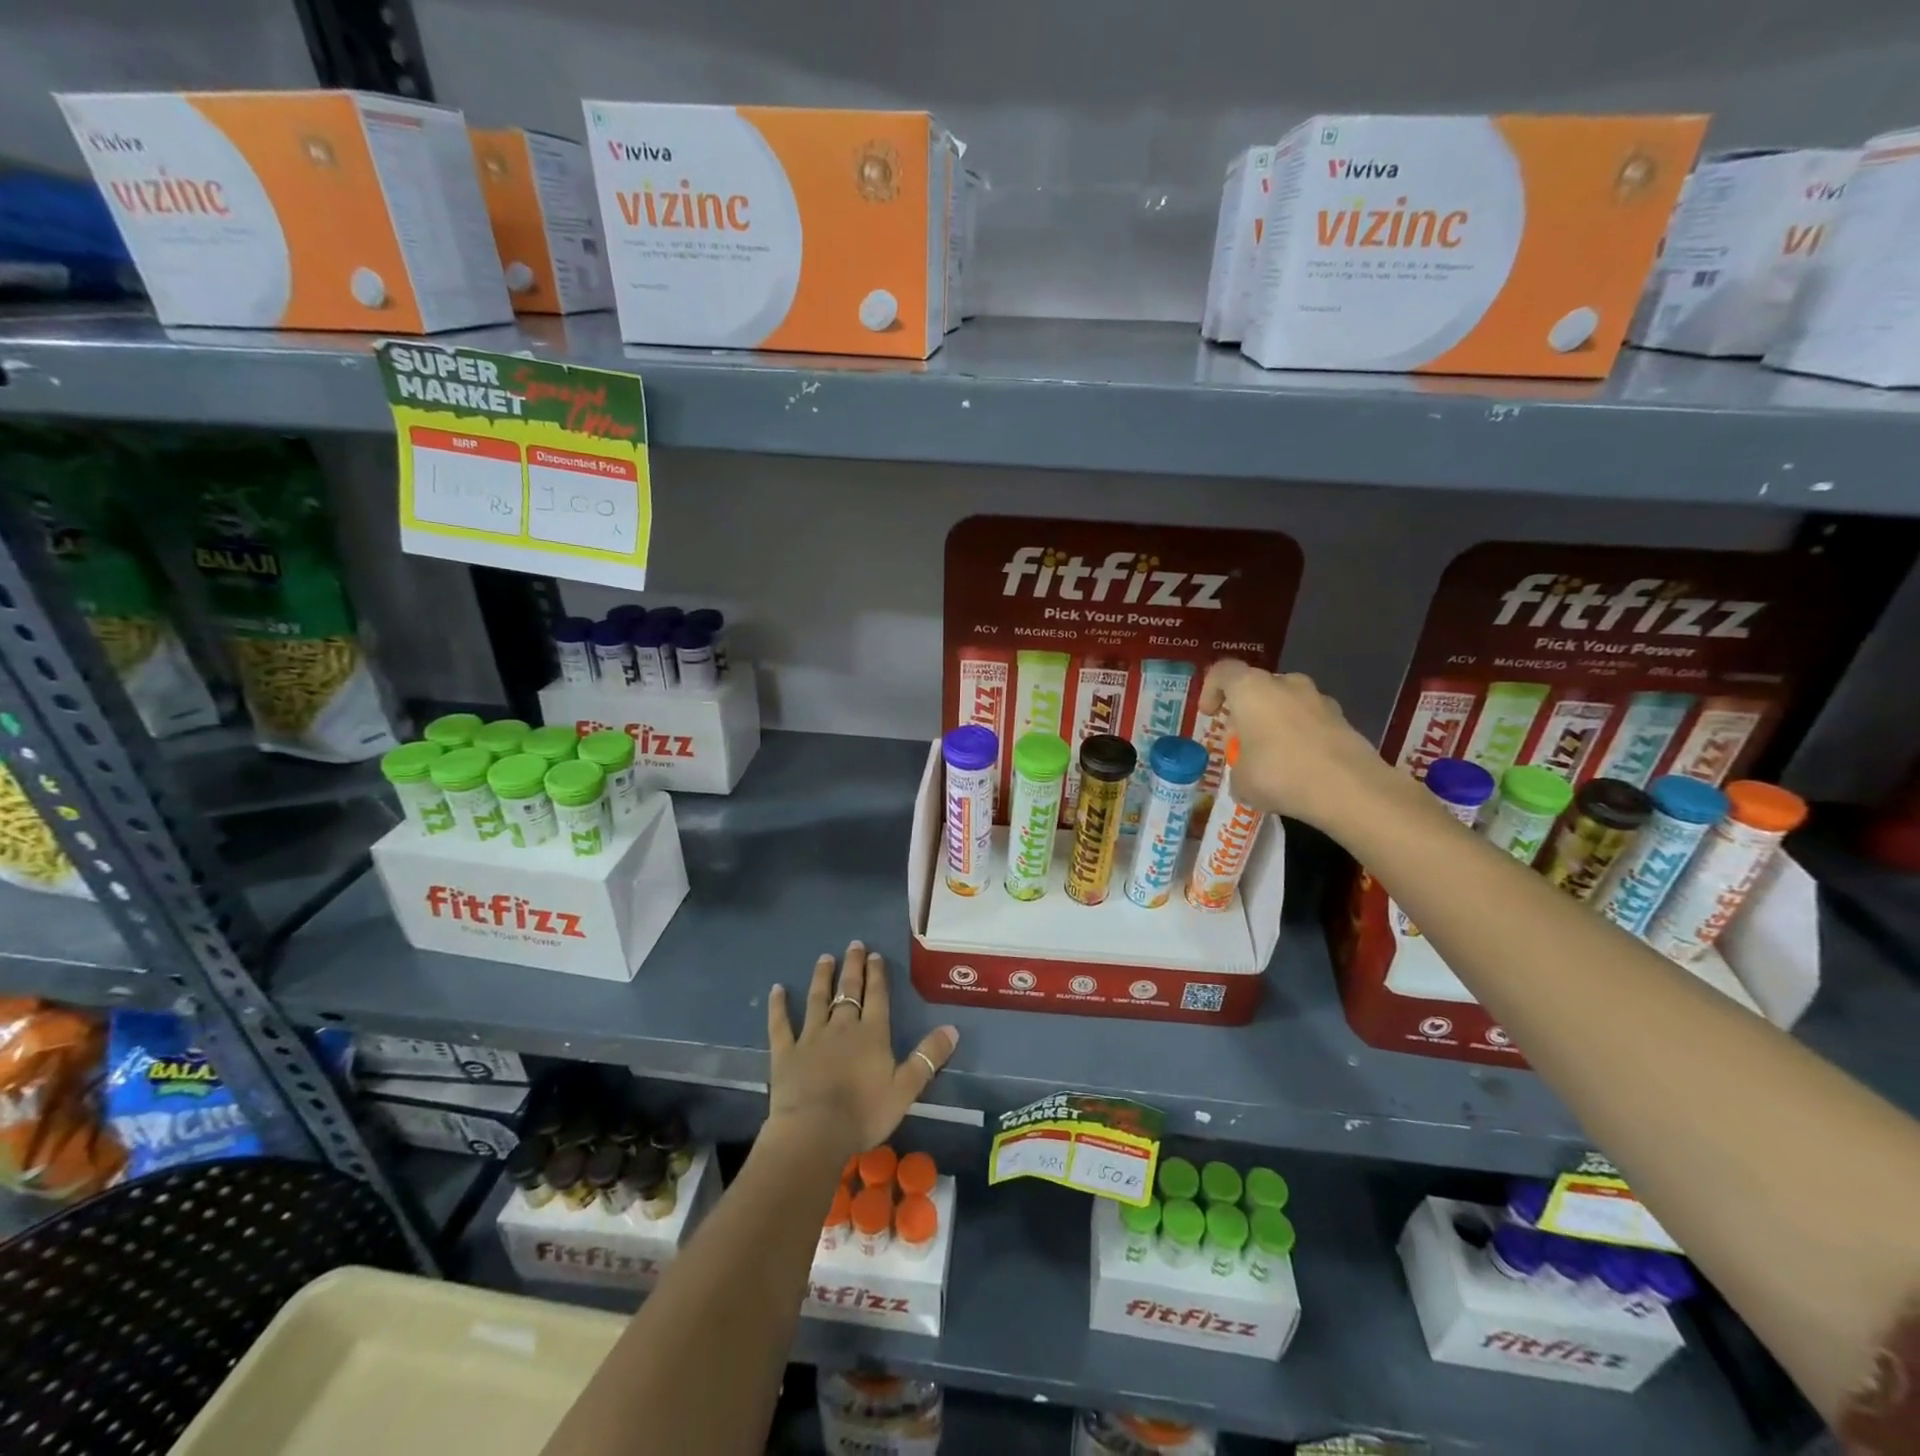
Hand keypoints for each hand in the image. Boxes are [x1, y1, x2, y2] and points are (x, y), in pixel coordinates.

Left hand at [765, 942, 958, 1161]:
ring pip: (817, 999)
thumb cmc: (864, 1113)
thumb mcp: (906, 1089)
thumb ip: (928, 1057)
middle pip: (849, 991)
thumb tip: (952, 1028)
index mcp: (872, 1034)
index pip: (877, 996)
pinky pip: (781, 1024)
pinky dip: (778, 1006)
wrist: (814, 1132)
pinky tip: (777, 989)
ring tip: (825, 958)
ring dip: (822, 977)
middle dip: (853, 967)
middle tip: (854, 945)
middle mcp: (842, 1027)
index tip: (876, 955)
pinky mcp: (785, 1052)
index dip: (877, 975)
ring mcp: (811, 1037)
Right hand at [1198, 661, 1390, 829]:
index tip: (1210, 715)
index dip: (1210, 690)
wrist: (1349, 788)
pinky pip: (1310, 721)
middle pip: (1257, 687)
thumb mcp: (1241, 781)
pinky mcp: (1342, 718)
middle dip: (1246, 710)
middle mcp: (1285, 683)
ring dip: (1275, 722)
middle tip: (1241, 741)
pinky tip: (1300, 765)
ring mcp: (1318, 698)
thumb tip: (1245, 775)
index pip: (1223, 672)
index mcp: (1251, 689)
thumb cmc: (1280, 775)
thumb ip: (1237, 769)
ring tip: (1272, 756)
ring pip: (1286, 702)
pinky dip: (1301, 736)